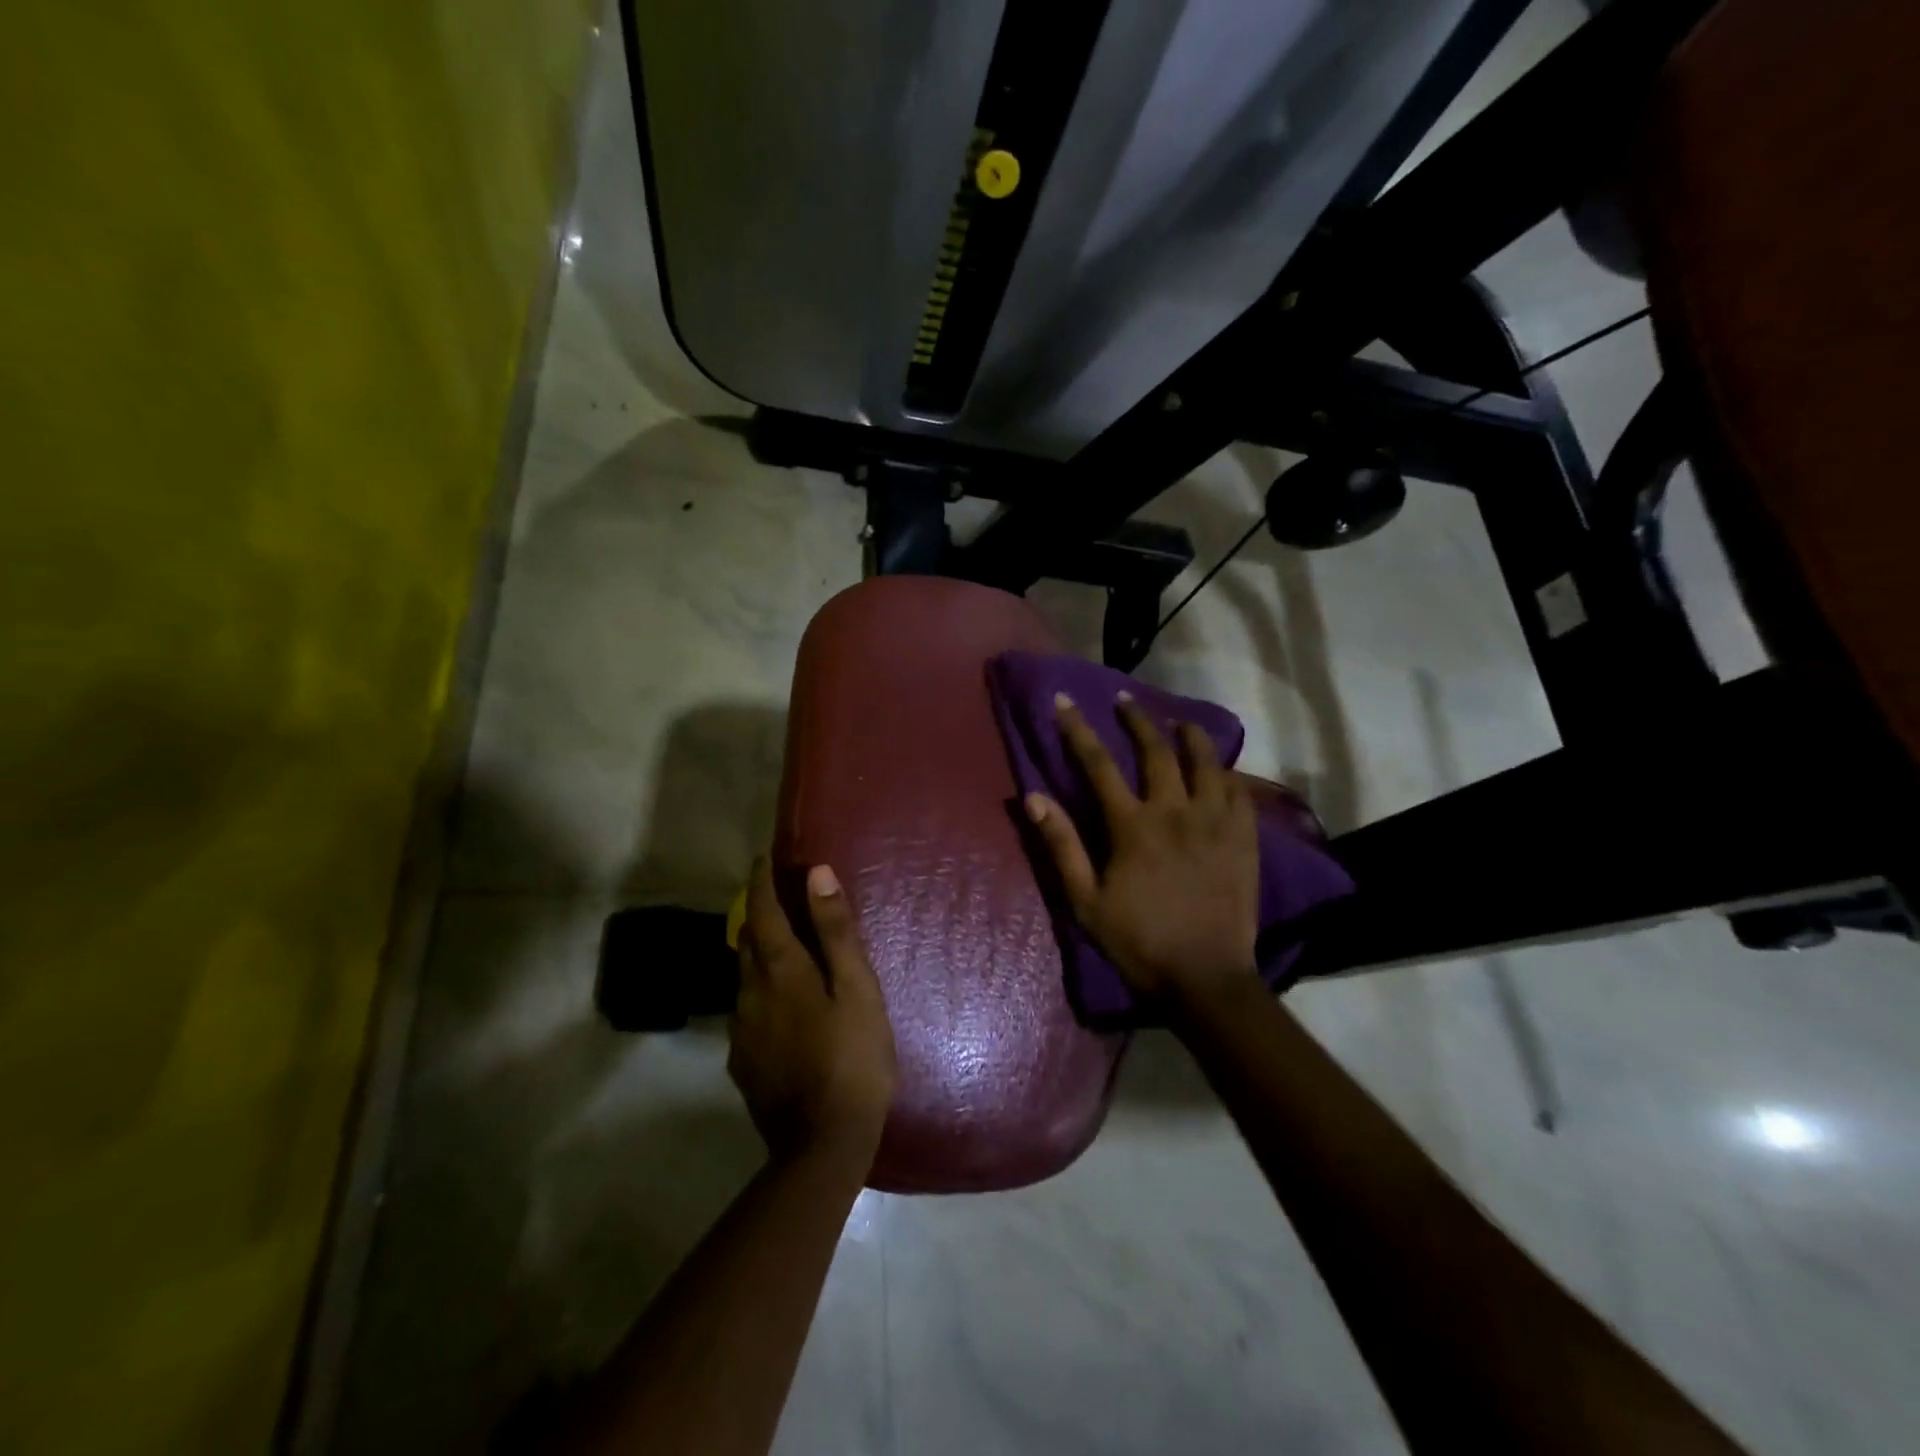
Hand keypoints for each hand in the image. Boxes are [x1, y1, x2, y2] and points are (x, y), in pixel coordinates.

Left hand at [730, 858, 897, 1170]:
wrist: (822, 1145)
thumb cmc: (852, 1057)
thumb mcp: (857, 989)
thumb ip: (836, 931)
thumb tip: (817, 873)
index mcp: (780, 970)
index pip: (760, 911)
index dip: (761, 882)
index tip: (764, 859)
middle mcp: (750, 993)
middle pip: (745, 941)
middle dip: (758, 914)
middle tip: (778, 899)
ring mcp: (742, 1030)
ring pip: (744, 977)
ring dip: (759, 954)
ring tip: (785, 949)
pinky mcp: (743, 1061)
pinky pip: (747, 1010)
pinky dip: (761, 990)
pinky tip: (783, 1006)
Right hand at [1024, 692, 1261, 1004]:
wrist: (1205, 977)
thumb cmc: (1138, 941)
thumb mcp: (1085, 901)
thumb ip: (1061, 846)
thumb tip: (1032, 798)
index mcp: (1132, 826)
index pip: (1098, 764)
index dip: (1078, 729)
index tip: (1064, 700)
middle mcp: (1175, 811)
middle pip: (1156, 750)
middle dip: (1137, 719)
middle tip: (1125, 699)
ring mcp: (1215, 822)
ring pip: (1205, 762)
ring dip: (1189, 735)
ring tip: (1178, 722)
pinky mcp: (1244, 838)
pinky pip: (1238, 790)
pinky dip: (1225, 772)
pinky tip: (1219, 768)